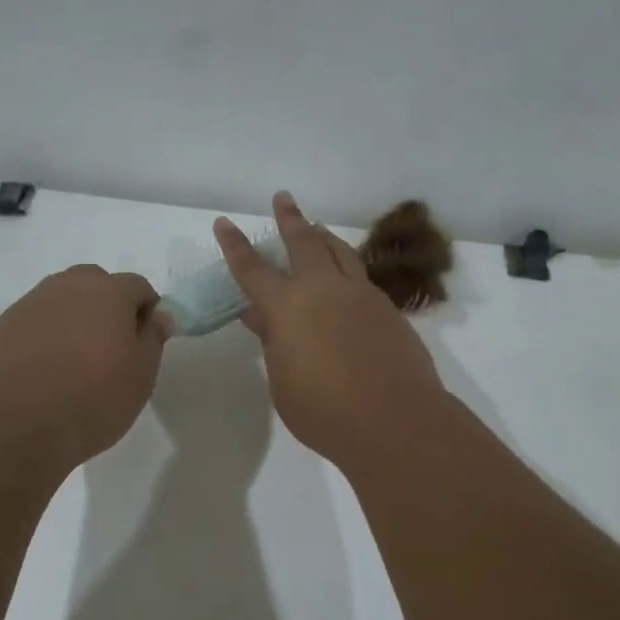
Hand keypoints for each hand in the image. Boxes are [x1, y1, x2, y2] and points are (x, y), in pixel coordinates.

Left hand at [0, 265, 173, 469]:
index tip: (145, 343)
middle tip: (110, 349)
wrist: (13, 427)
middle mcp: (65, 287)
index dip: (147, 311)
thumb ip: (153, 338)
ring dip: (73, 321)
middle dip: (107, 307)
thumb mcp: (141, 375)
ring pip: (60, 302)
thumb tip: (159, 314)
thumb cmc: (92, 400)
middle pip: (94, 284)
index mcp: (106, 292)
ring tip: (74, 364)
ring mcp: (27, 306)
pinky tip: (43, 375)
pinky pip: (32, 325)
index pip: (138, 286)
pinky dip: (43, 339)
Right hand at [215, 193, 447, 467]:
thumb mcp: (283, 381)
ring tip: (316, 227)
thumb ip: (274, 343)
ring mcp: (361, 295)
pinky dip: (346, 267)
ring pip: (339, 252)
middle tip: (283, 198)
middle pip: (304, 242)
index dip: (235, 246)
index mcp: (287, 307)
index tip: (224, 223)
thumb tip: (263, 317)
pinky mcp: (388, 309)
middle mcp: (324, 289)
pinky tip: (346, 280)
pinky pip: (361, 277)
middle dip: (289, 219)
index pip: (252, 269)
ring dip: (323, 236)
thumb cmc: (324, 411)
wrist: (395, 420)